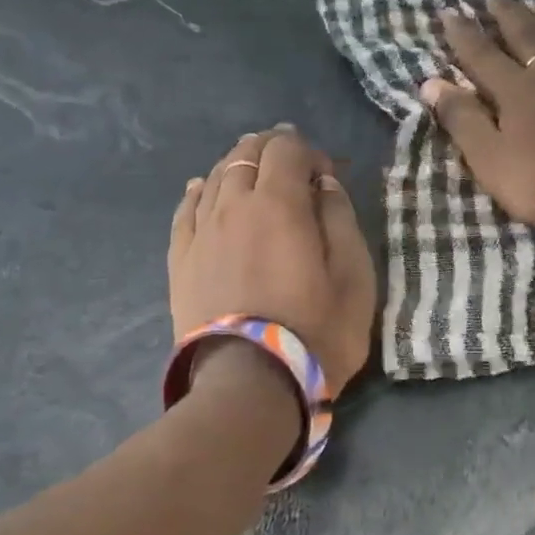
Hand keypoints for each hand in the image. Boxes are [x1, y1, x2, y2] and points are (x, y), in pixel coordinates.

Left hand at [169, 126, 376, 396]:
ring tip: (254, 173)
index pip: (287, 149)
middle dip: (272, 150)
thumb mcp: (354, 278)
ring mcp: (201, 233)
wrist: (250, 385)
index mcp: (279, 204)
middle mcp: (233, 206)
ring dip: (237, 166)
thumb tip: (324, 184)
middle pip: (246, 154)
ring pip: (214, 177)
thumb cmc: (316, 332)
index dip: (309, 151)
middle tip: (292, 165)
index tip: (327, 175)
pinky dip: (198, 192)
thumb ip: (341, 221)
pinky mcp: (180, 261)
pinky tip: (202, 189)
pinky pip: (185, 210)